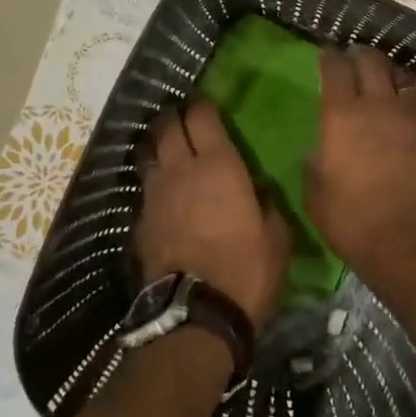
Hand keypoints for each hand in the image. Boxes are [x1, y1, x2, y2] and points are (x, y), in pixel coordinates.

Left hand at [136, 100, 290, 329]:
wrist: (197, 315)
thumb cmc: (246, 270)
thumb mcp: (275, 236)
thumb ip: (265, 204)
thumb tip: (257, 191)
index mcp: (218, 165)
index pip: (201, 116)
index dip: (201, 104)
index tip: (205, 102)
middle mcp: (181, 169)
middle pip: (167, 126)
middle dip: (173, 116)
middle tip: (181, 116)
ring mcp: (155, 194)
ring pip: (148, 153)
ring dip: (156, 145)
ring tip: (165, 148)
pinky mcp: (140, 220)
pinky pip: (145, 188)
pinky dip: (153, 183)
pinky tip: (162, 194)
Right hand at [306, 46, 415, 283]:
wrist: (412, 245)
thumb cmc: (353, 221)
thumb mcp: (317, 198)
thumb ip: (315, 168)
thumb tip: (317, 154)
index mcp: (342, 116)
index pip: (335, 70)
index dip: (329, 58)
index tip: (326, 53)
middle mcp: (379, 107)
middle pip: (373, 63)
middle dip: (362, 55)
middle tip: (355, 57)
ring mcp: (414, 119)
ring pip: (406, 80)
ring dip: (394, 75)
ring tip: (387, 78)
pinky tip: (415, 116)